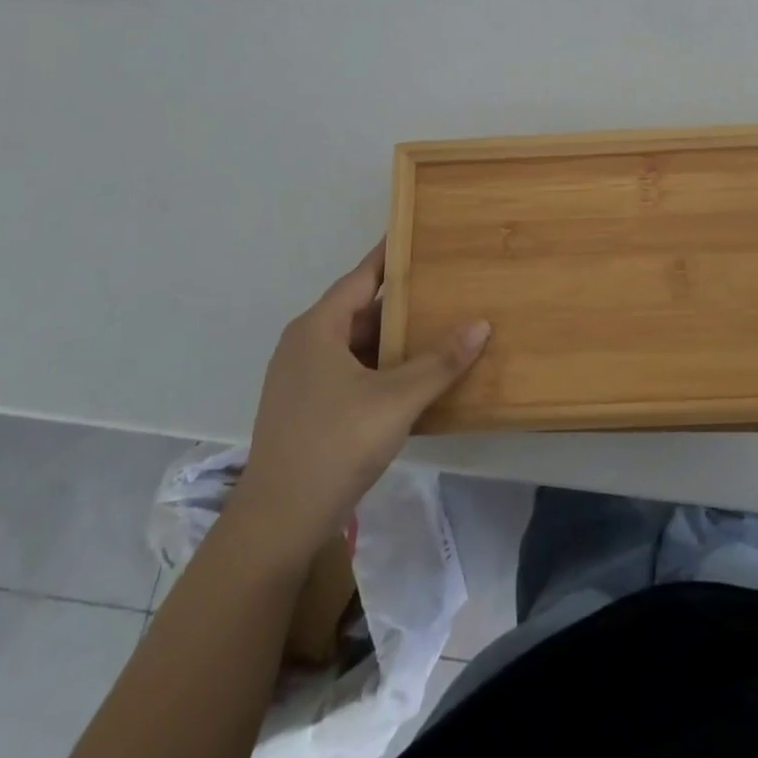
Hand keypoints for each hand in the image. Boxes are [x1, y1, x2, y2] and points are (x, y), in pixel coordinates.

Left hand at [228, 241, 490, 556]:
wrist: (276, 523)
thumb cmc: (335, 445)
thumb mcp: (396, 400)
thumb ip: (440, 362)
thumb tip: (481, 324)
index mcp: (318, 329)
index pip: (362, 277)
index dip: (392, 255)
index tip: (421, 234)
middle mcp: (304, 344)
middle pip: (360, 309)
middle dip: (402, 300)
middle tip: (445, 283)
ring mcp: (301, 378)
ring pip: (356, 343)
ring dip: (393, 337)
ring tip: (439, 324)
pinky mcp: (305, 406)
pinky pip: (349, 369)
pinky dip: (380, 364)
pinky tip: (412, 374)